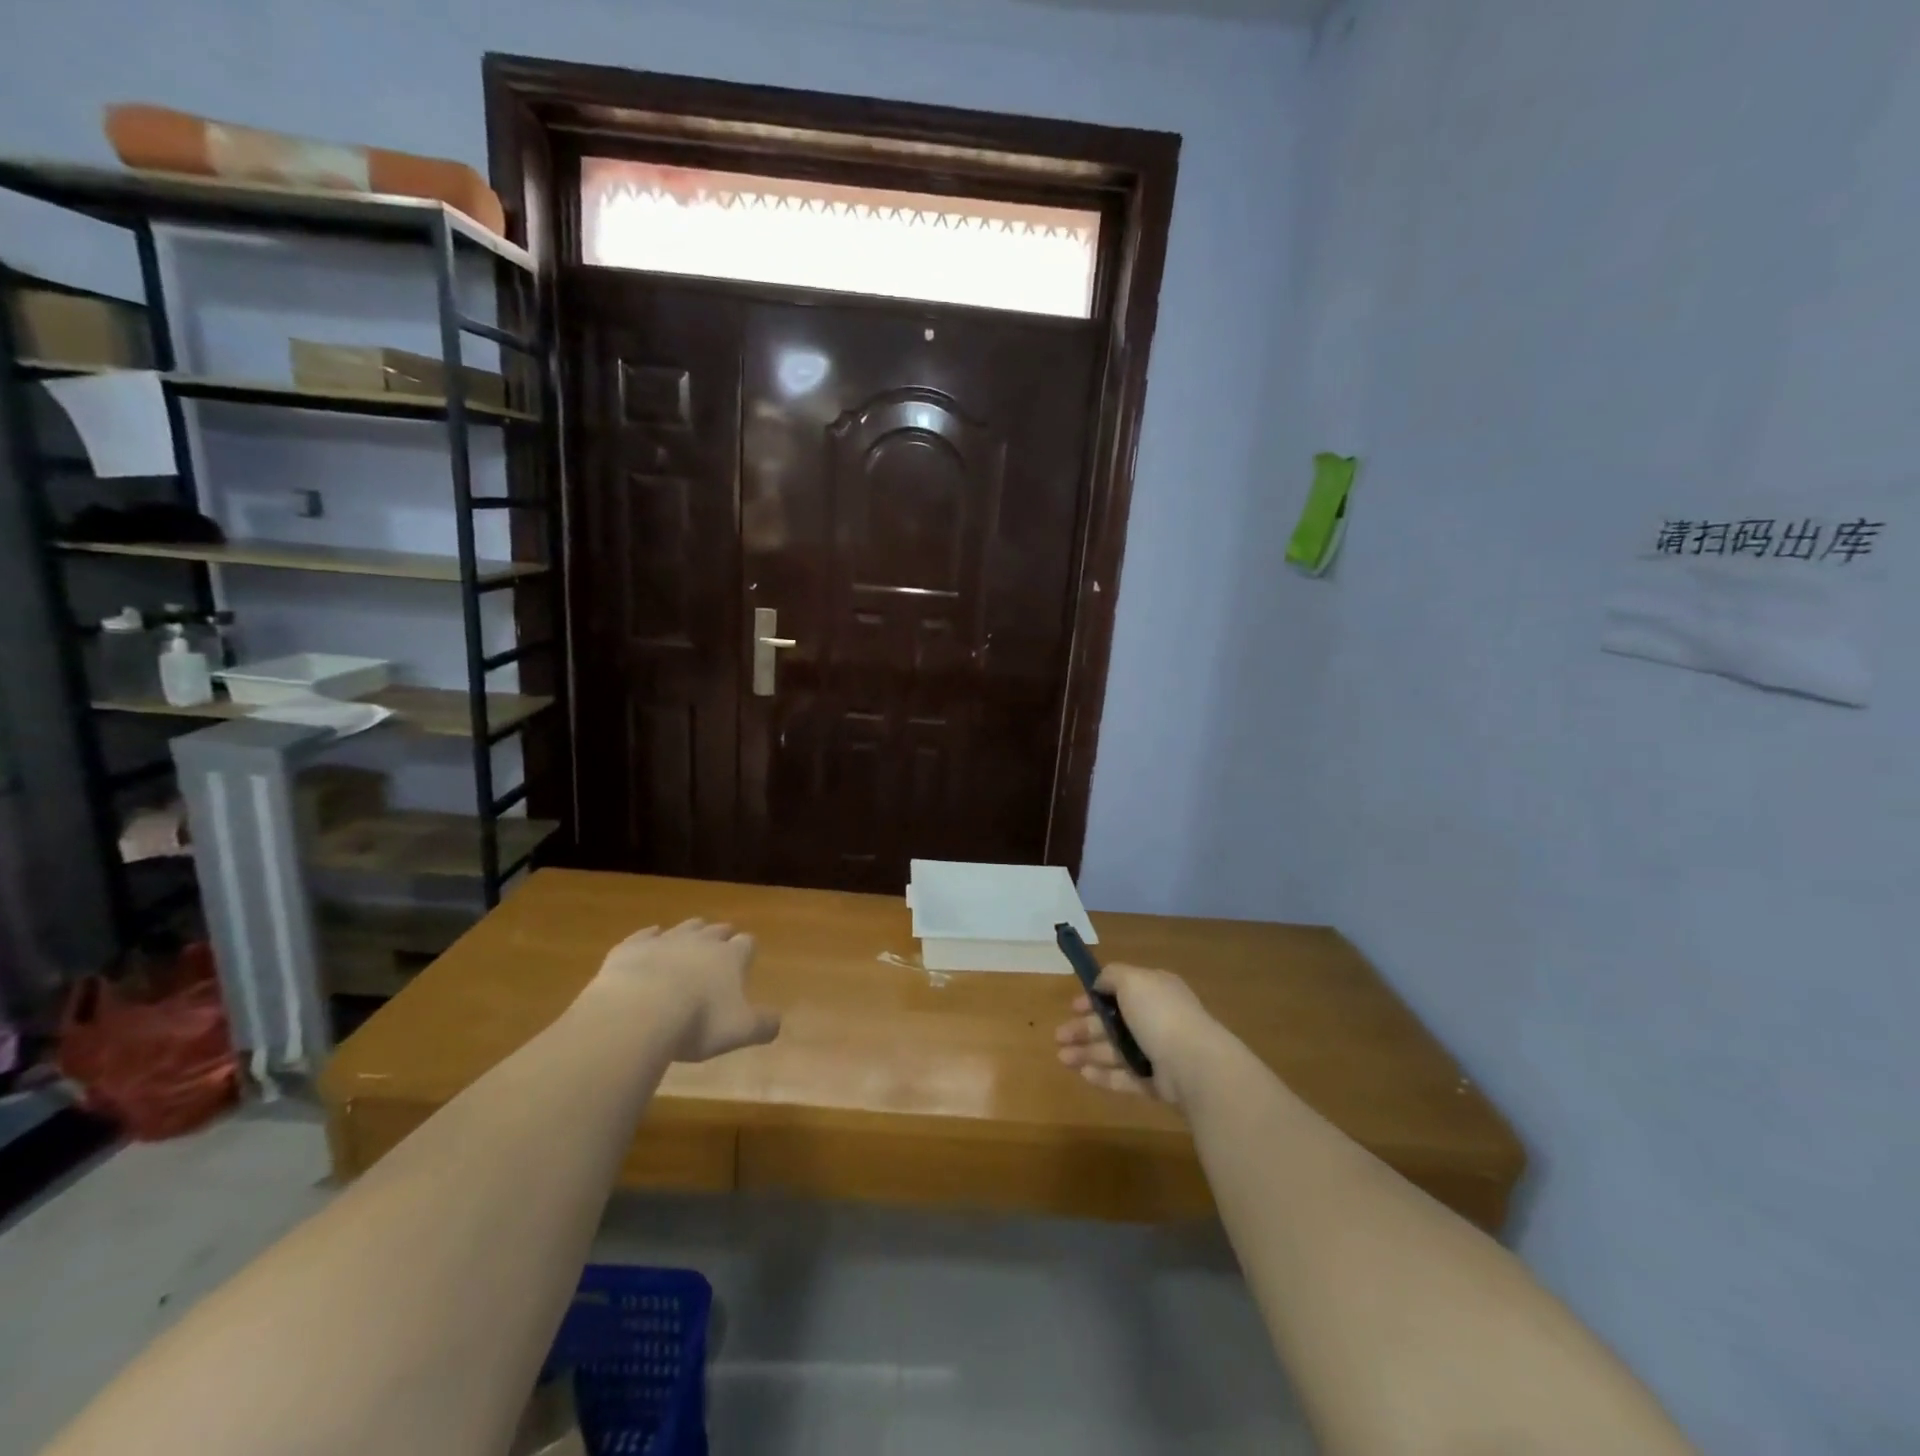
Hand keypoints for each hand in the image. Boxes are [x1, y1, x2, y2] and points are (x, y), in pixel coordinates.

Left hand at [590, 918, 780, 1062]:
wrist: (639, 1012)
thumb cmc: (697, 1022)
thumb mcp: (740, 1031)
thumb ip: (763, 1026)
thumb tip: (777, 1023)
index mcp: (730, 957)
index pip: (746, 943)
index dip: (747, 950)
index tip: (747, 957)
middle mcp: (701, 942)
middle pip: (717, 930)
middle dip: (722, 935)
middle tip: (722, 944)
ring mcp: (665, 940)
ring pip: (685, 927)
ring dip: (691, 932)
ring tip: (692, 938)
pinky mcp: (633, 947)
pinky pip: (645, 935)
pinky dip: (650, 936)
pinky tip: (650, 938)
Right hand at [1055, 964, 1216, 1103]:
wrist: (1195, 1064)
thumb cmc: (1160, 1014)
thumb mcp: (1132, 980)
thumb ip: (1111, 976)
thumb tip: (1099, 983)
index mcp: (1155, 991)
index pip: (1120, 991)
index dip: (1094, 997)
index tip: (1072, 1007)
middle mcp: (1157, 1019)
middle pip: (1114, 1023)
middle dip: (1084, 1028)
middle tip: (1058, 1037)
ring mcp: (1158, 1052)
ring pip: (1116, 1051)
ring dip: (1087, 1052)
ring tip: (1062, 1058)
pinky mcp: (1157, 1082)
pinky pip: (1126, 1077)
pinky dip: (1105, 1075)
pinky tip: (1083, 1075)